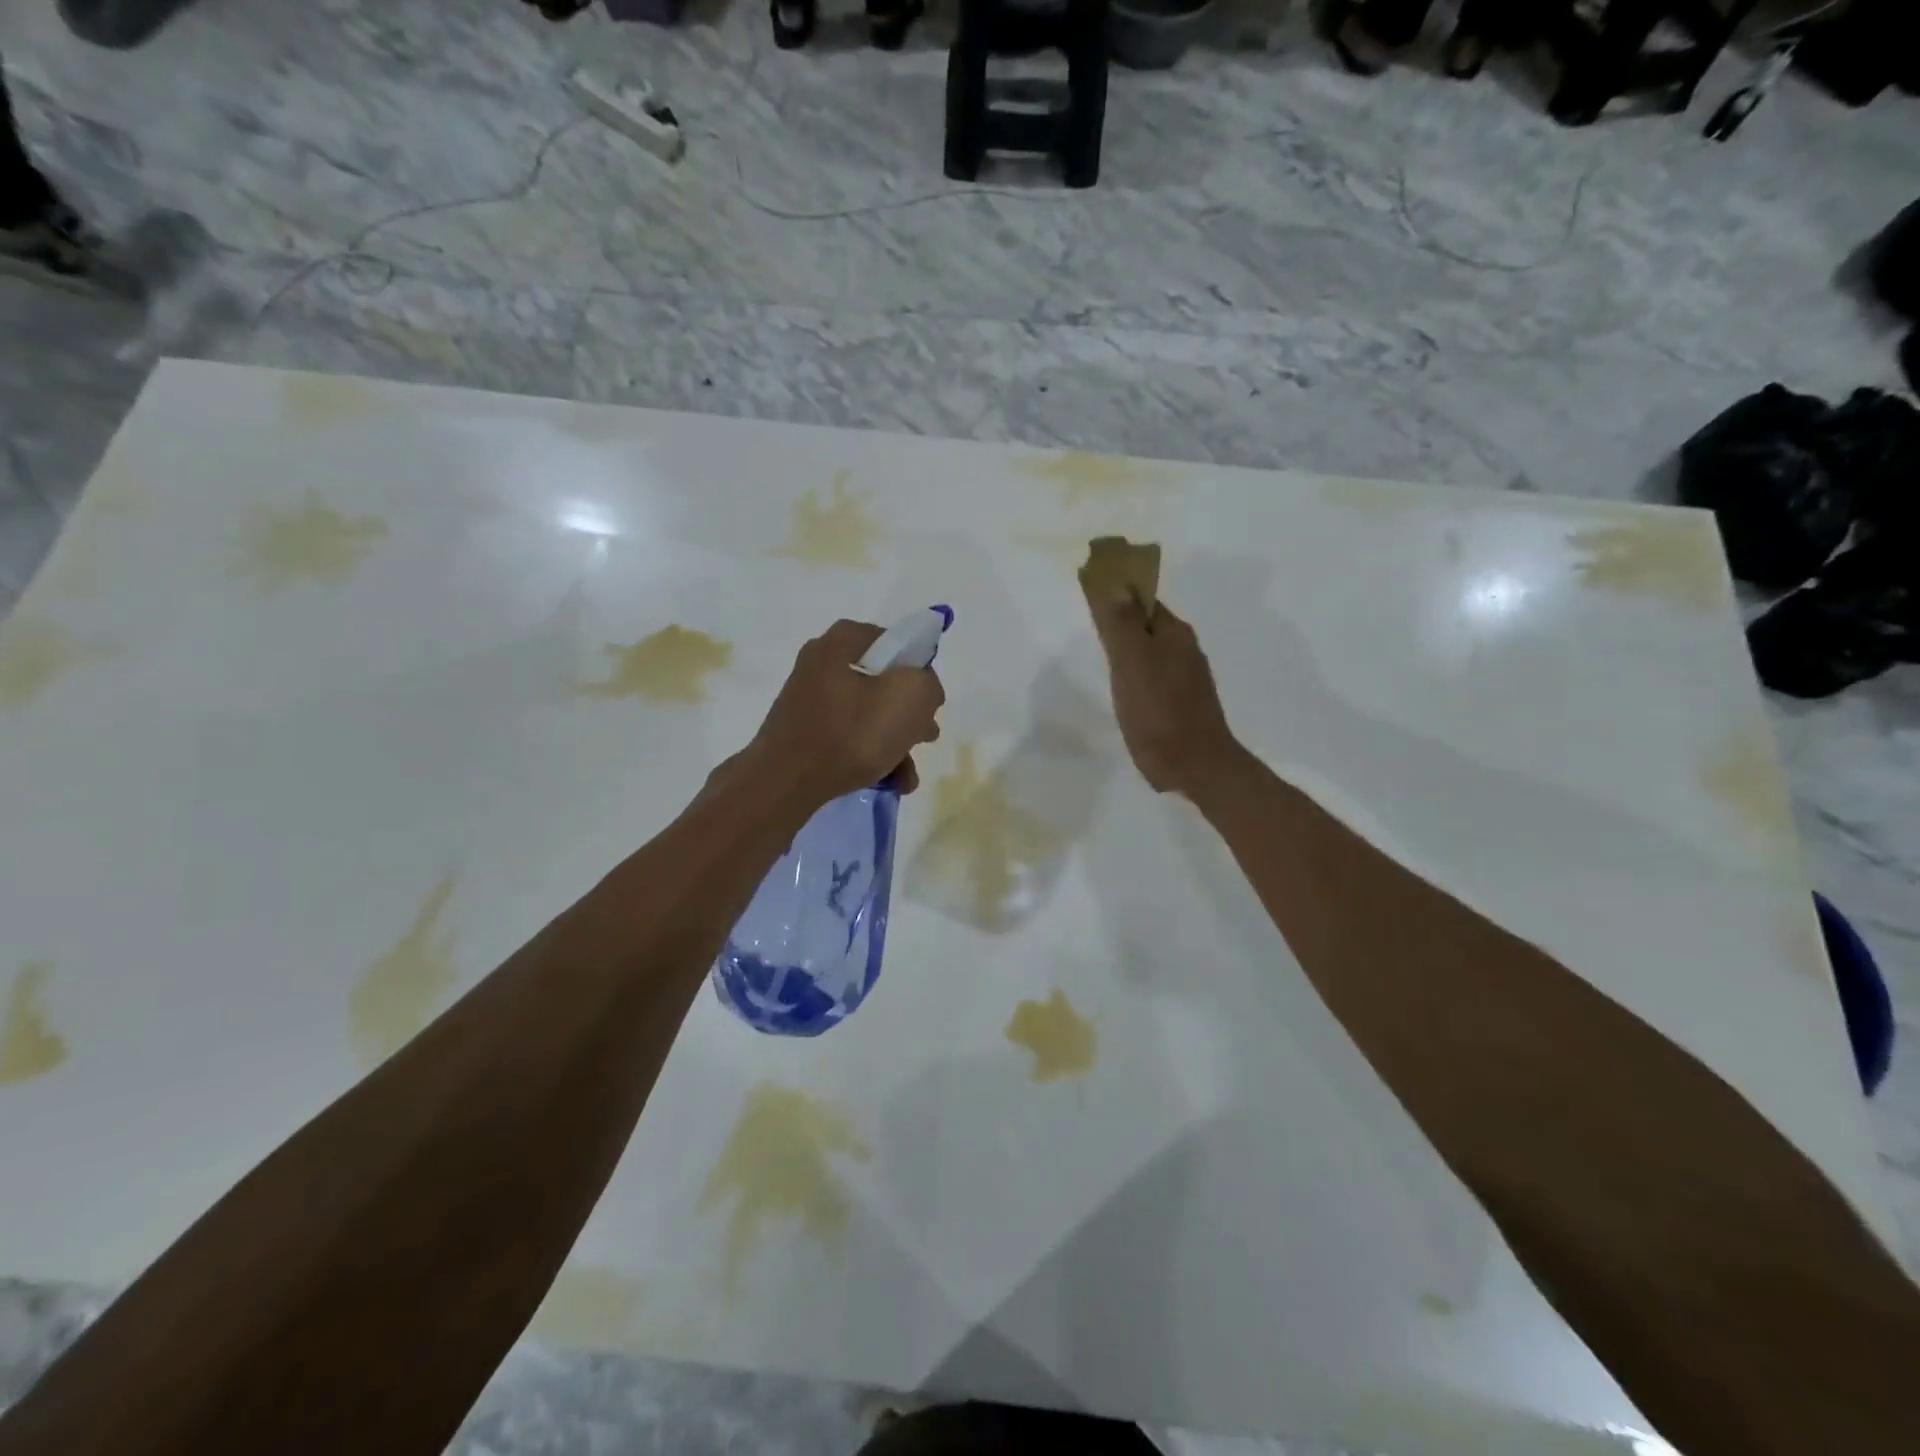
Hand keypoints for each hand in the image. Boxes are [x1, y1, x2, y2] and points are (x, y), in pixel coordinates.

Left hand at [744, 619, 944, 807]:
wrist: (785, 782)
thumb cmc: (851, 733)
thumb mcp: (909, 697)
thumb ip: (927, 684)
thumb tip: (922, 691)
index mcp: (842, 641)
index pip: (896, 643)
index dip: (920, 671)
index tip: (930, 702)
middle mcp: (822, 663)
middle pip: (883, 682)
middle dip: (910, 715)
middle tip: (925, 738)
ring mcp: (810, 699)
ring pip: (868, 714)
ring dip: (895, 743)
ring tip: (908, 776)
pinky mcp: (804, 731)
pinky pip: (848, 736)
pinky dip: (871, 755)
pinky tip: (890, 782)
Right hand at [1082, 587, 1238, 796]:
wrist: (1195, 765)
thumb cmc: (1158, 711)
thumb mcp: (1132, 663)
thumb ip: (1122, 625)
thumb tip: (1117, 585)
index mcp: (1174, 634)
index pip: (1143, 601)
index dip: (1118, 597)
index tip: (1091, 601)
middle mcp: (1184, 650)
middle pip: (1147, 626)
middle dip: (1123, 623)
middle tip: (1091, 630)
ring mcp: (1186, 679)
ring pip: (1151, 653)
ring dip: (1130, 651)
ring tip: (1103, 659)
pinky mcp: (1181, 704)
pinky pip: (1155, 678)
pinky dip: (1138, 676)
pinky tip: (1125, 689)